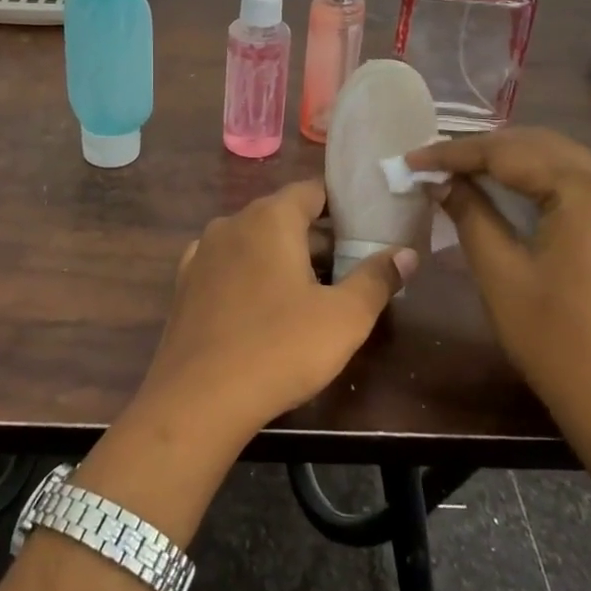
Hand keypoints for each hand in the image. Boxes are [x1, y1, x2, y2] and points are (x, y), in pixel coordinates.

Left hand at [135, 180, 416, 446]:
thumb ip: (377, 279)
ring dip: (281, 256)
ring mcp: (203, 252)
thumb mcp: (344, 318)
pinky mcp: (185, 283)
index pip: (312, 191)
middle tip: (349, 267)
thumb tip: (406, 253)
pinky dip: (248, 274)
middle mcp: (233, 222)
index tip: (366, 228)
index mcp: (271, 218)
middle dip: (316, 237)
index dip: (342, 206)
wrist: (198, 399)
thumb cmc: (280, 349)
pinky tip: (261, 305)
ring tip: (310, 290)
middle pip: (283, 216)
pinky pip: (227, 265)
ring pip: (253, 241)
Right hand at [406, 128, 590, 432]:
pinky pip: (574, 181)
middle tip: (433, 163)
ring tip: (460, 171)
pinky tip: (503, 190)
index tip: (411, 159)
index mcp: (586, 193)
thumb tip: (440, 181)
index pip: (509, 153)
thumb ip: (469, 212)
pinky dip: (534, 178)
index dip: (455, 153)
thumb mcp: (499, 271)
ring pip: (557, 159)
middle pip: (537, 145)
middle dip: (482, 150)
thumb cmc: (553, 338)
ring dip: (508, 160)